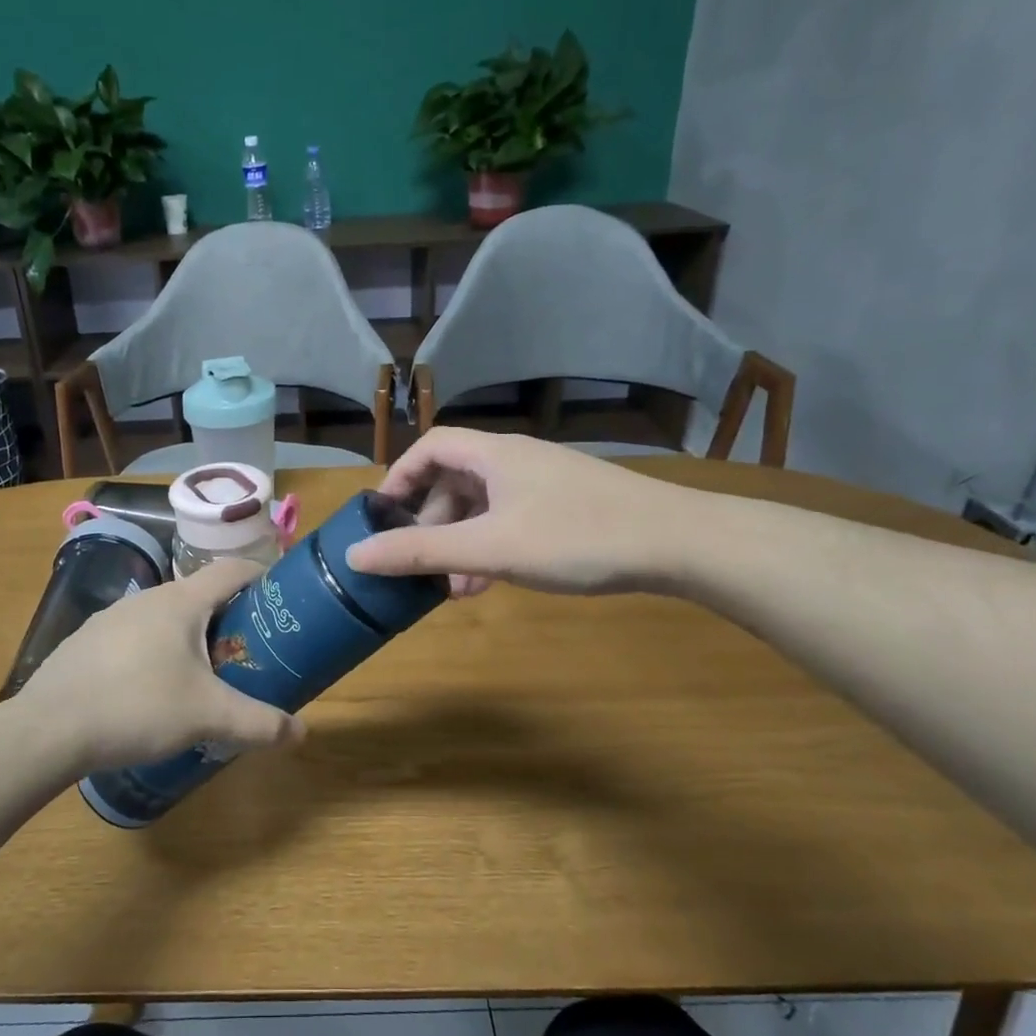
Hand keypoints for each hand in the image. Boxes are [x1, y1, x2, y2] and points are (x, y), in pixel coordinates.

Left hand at [15, 557, 303, 773]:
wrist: (48, 729)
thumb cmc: (138, 706)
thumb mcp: (208, 716)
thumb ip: (259, 723)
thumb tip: (301, 733)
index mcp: (181, 601)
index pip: (232, 569)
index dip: (263, 576)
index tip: (284, 598)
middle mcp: (147, 598)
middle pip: (201, 595)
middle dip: (231, 617)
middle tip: (251, 649)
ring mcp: (112, 618)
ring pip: (166, 618)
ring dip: (192, 637)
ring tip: (206, 674)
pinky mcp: (88, 642)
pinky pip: (137, 638)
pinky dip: (158, 653)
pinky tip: (155, 691)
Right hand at [346, 427, 703, 596]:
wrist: (679, 543)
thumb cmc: (576, 537)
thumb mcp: (490, 548)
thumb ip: (421, 552)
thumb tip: (355, 554)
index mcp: (494, 454)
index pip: (430, 447)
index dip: (399, 477)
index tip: (381, 517)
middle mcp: (516, 460)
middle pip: (454, 479)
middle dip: (430, 523)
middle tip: (418, 563)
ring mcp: (544, 484)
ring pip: (483, 506)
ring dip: (460, 542)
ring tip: (452, 588)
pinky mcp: (566, 508)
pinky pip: (510, 521)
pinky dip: (490, 548)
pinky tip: (489, 584)